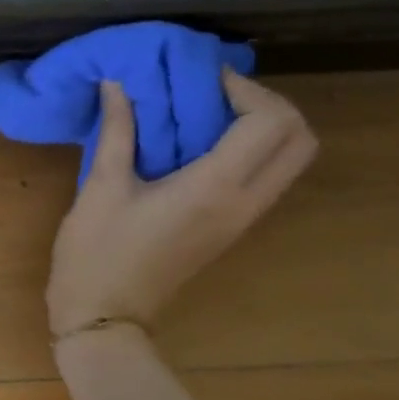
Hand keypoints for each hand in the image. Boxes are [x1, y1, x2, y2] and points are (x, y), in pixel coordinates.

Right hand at [46, 71, 316, 337]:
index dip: (245, 89)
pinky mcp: (231, 230)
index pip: (271, 122)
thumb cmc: (97, 253)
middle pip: (301, 140)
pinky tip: (200, 145)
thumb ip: (117, 129)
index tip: (201, 80)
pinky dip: (250, 150)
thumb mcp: (101, 187)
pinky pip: (266, 178)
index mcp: (214, 189)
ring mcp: (242, 220)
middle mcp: (243, 203)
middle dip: (269, 105)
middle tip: (217, 94)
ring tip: (207, 114)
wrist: (104, 319)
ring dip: (262, 127)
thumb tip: (118, 82)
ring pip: (290, 160)